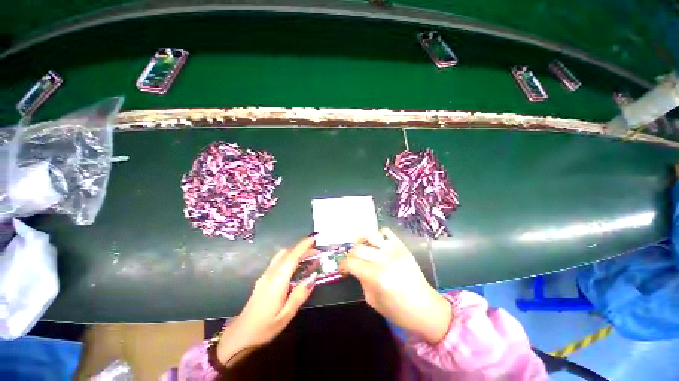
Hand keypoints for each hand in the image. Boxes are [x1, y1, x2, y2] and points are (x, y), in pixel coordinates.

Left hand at [217, 236, 317, 365]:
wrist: (239, 337)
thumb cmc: (264, 328)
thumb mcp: (286, 315)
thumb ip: (300, 294)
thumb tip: (313, 276)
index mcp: (277, 281)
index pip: (292, 257)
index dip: (303, 246)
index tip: (313, 238)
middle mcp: (270, 274)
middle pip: (286, 253)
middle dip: (302, 248)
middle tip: (316, 252)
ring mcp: (265, 275)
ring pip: (281, 256)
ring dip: (295, 252)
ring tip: (308, 258)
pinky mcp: (263, 279)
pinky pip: (278, 262)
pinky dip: (289, 258)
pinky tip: (296, 267)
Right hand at [340, 227, 451, 343]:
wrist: (426, 308)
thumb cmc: (398, 311)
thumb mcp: (373, 301)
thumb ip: (361, 281)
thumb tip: (355, 268)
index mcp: (376, 276)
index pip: (351, 263)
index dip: (342, 265)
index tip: (342, 269)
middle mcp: (384, 259)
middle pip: (358, 248)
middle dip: (350, 255)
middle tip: (352, 262)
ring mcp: (394, 250)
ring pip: (370, 235)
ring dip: (361, 241)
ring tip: (361, 248)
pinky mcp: (402, 246)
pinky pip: (386, 231)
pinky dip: (378, 235)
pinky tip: (376, 244)